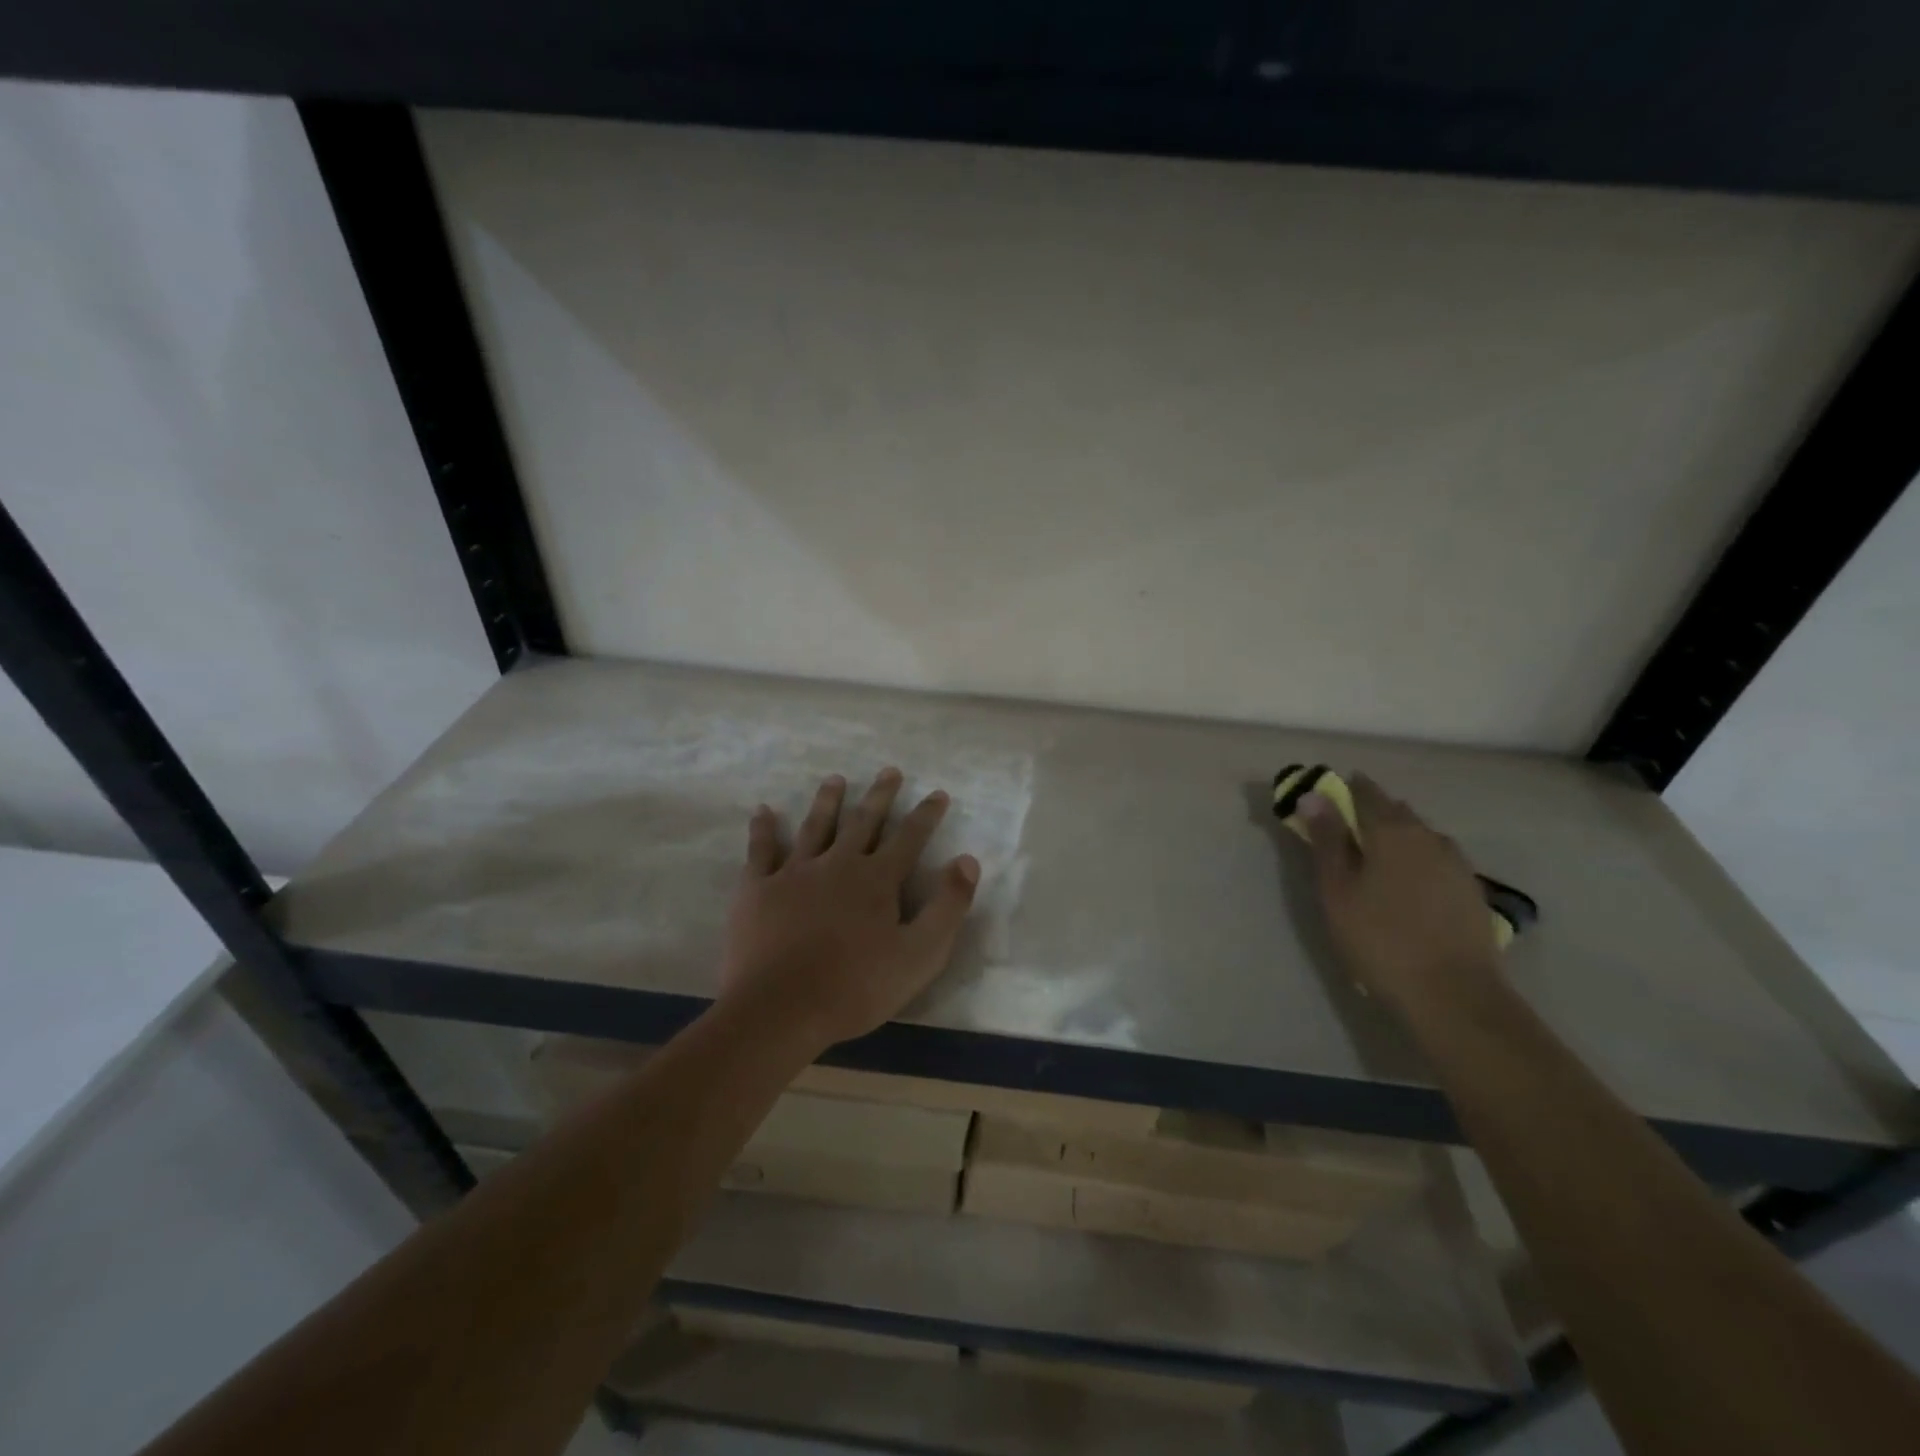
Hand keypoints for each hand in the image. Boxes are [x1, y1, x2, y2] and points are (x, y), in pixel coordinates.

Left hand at [718, 767, 980, 1047]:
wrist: (780, 1009)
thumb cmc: (856, 987)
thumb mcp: (920, 954)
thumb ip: (947, 906)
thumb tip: (967, 860)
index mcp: (877, 880)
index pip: (909, 838)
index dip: (926, 815)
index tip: (937, 793)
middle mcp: (838, 864)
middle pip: (863, 821)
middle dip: (880, 795)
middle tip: (889, 770)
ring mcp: (794, 872)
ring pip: (815, 826)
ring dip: (827, 801)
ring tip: (835, 779)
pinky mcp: (758, 888)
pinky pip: (760, 850)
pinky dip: (763, 829)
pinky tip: (764, 811)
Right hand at [1299, 774, 1502, 1014]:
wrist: (1454, 995)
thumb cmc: (1380, 939)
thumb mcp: (1338, 890)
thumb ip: (1327, 839)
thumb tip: (1314, 794)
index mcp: (1392, 831)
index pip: (1365, 793)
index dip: (1343, 789)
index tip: (1325, 794)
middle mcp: (1429, 836)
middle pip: (1395, 811)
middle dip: (1370, 811)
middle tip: (1343, 829)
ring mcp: (1456, 863)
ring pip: (1419, 835)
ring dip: (1395, 835)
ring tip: (1374, 857)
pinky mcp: (1471, 890)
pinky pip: (1436, 858)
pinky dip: (1416, 859)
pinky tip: (1407, 882)